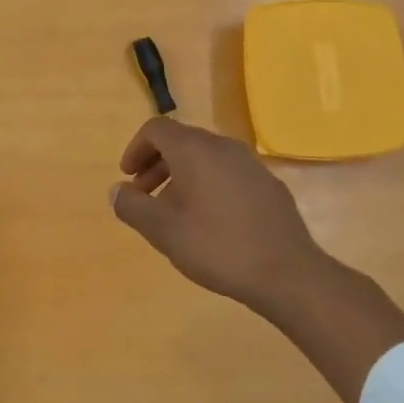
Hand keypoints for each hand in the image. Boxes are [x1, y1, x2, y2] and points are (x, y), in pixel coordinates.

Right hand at [110, 116, 403, 402]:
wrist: (286, 272)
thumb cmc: (217, 246)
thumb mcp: (163, 231)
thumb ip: (132, 206)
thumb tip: (116, 190)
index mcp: (195, 149)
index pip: (157, 129)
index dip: (135, 149)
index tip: (128, 178)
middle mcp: (223, 146)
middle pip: (182, 141)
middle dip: (157, 165)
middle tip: (144, 197)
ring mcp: (250, 164)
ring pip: (206, 158)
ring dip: (182, 177)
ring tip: (174, 213)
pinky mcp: (268, 184)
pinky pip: (228, 173)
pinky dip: (208, 185)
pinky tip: (210, 222)